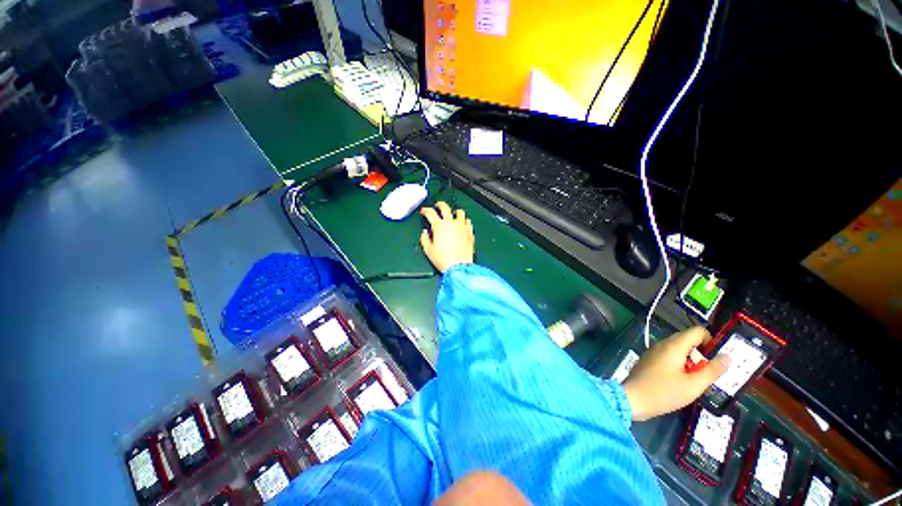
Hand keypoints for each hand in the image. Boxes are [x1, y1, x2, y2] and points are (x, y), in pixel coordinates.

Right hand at [420, 201, 474, 272]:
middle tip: (437, 206)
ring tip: (452, 215)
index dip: (425, 210)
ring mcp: (462, 226)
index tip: (424, 211)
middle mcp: (451, 223)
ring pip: (459, 212)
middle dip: (440, 204)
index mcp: (439, 226)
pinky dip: (464, 221)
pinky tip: (462, 224)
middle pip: (445, 207)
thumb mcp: (428, 250)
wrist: (459, 267)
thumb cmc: (443, 259)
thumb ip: (425, 238)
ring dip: (454, 212)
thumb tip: (425, 233)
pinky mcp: (470, 232)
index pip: (430, 212)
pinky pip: (468, 222)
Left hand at [622, 327, 731, 420]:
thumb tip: (728, 356)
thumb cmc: (664, 392)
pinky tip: (684, 380)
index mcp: (673, 346)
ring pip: (678, 349)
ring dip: (692, 360)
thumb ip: (712, 370)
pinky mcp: (650, 360)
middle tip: (711, 371)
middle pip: (687, 339)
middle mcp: (662, 344)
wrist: (632, 399)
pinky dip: (680, 364)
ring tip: (700, 378)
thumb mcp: (693, 385)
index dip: (712, 341)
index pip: (697, 331)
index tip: (718, 358)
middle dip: (702, 352)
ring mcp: (654, 352)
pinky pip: (669, 356)